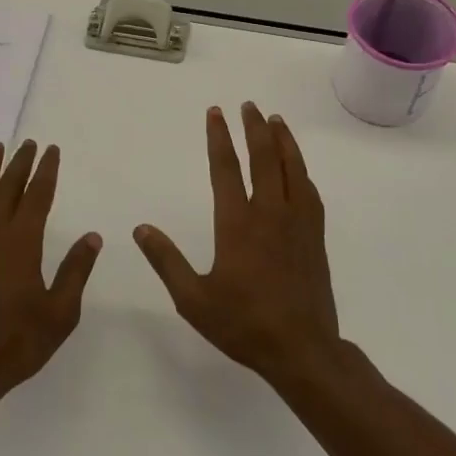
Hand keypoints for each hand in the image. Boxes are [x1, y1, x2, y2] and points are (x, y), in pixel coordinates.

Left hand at [0, 139, 101, 403]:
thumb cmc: (19, 342)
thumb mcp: (60, 312)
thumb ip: (76, 271)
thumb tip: (92, 236)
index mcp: (21, 244)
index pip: (36, 197)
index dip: (45, 171)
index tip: (51, 150)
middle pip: (7, 189)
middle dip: (19, 164)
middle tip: (28, 143)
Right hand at [134, 103, 340, 385]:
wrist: (302, 350)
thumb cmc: (243, 324)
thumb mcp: (193, 299)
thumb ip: (166, 260)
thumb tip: (140, 228)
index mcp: (237, 224)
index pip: (226, 169)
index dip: (219, 137)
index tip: (216, 112)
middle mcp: (269, 214)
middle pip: (264, 158)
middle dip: (254, 128)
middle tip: (248, 105)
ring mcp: (297, 223)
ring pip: (292, 169)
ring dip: (283, 141)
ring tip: (275, 120)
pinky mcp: (315, 237)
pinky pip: (309, 192)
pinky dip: (301, 171)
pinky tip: (298, 168)